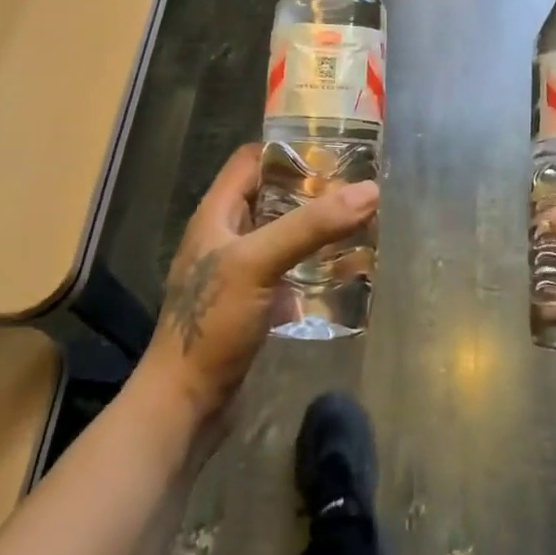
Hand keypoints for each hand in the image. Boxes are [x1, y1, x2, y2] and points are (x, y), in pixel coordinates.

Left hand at [138, 145, 378, 427]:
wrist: (185, 405)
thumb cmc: (213, 322)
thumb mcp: (259, 262)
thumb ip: (312, 226)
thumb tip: (370, 190)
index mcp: (217, 213)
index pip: (251, 160)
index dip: (288, 150)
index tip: (333, 150)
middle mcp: (226, 235)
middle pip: (272, 195)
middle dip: (312, 190)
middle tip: (358, 188)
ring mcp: (239, 271)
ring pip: (283, 234)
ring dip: (316, 229)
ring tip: (360, 223)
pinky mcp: (253, 302)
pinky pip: (288, 270)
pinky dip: (314, 265)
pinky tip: (345, 269)